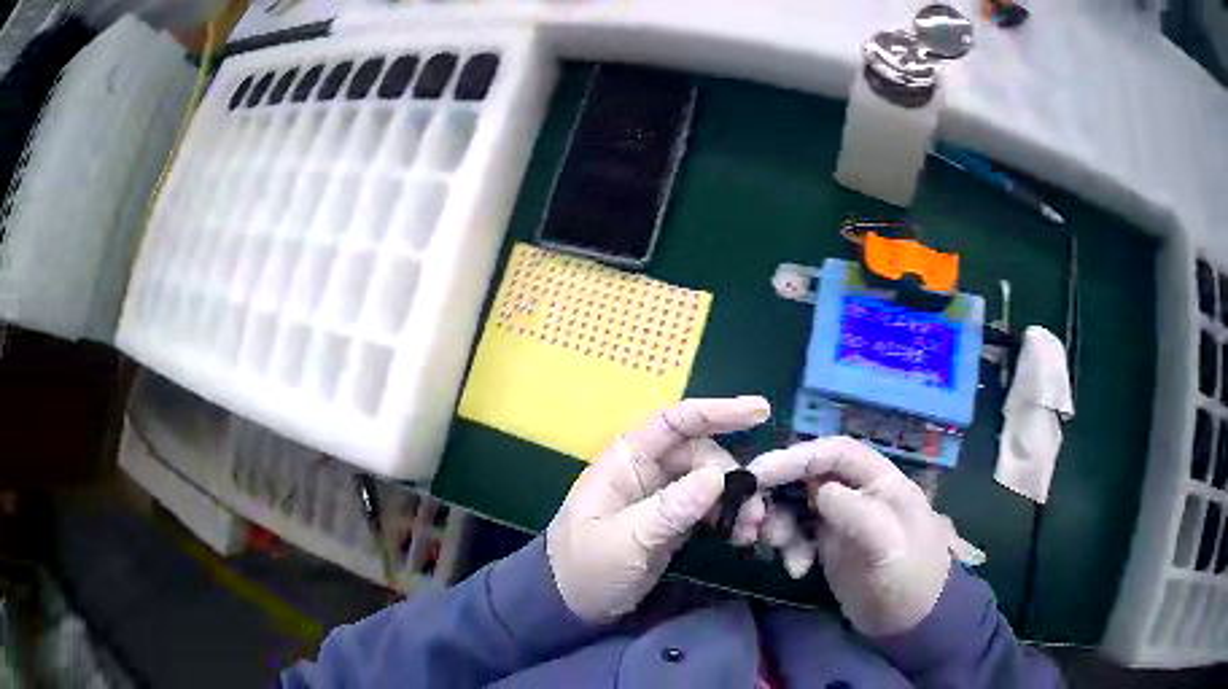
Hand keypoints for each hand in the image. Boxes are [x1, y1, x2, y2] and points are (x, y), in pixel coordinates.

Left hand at [546, 397, 770, 622]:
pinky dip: (729, 517)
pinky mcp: (673, 522)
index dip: (717, 411)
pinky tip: (741, 536)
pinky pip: (710, 508)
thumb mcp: (625, 540)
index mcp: (626, 460)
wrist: (570, 605)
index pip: (675, 422)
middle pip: (702, 454)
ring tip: (751, 529)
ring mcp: (662, 496)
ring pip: (711, 482)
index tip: (760, 411)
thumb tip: (718, 476)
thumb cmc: (585, 567)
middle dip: (733, 476)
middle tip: (756, 511)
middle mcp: (647, 470)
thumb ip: (670, 509)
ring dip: (736, 500)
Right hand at [748, 437, 951, 636]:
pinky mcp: (827, 541)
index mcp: (879, 480)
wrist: (910, 620)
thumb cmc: (908, 578)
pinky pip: (795, 532)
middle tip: (749, 521)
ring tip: (777, 549)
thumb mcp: (891, 548)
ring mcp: (840, 516)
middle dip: (774, 493)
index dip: (796, 457)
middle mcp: (856, 491)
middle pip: (806, 476)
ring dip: (776, 522)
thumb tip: (821, 491)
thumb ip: (860, 516)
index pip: (834, 453)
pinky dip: (787, 546)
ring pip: (794, 503)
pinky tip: (796, 568)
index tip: (758, 475)